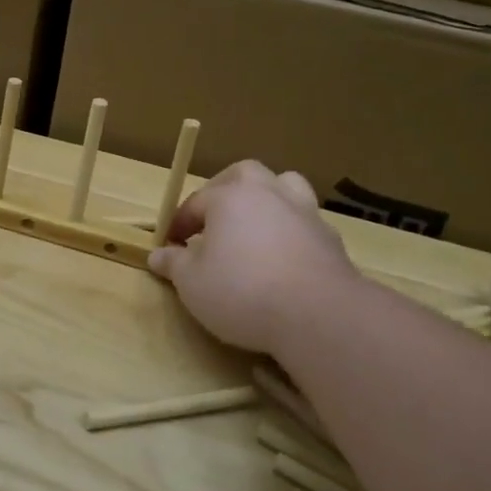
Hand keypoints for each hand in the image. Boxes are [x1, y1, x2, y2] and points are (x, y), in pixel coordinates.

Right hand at [148, 161, 357, 352]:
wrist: (319, 315)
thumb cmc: (241, 291)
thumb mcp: (192, 283)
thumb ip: (174, 264)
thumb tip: (158, 255)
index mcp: (230, 197)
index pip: (196, 202)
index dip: (178, 223)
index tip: (169, 246)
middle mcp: (269, 194)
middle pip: (245, 174)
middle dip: (225, 190)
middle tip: (213, 218)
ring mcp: (305, 213)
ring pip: (285, 187)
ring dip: (266, 200)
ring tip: (254, 227)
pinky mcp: (331, 240)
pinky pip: (305, 223)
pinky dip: (290, 231)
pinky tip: (282, 258)